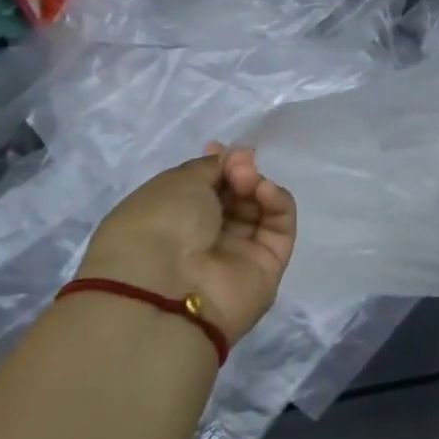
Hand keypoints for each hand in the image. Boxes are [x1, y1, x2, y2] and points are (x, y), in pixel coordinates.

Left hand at [79, 145, 296, 344]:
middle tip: (239, 166)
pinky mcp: (268, 266)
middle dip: (240, 172)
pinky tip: (264, 191)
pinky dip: (276, 203)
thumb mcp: (177, 181)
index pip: (205, 189)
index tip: (222, 149)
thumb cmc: (158, 226)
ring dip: (257, 185)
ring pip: (259, 208)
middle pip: (236, 196)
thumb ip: (212, 166)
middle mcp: (204, 240)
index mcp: (172, 222)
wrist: (167, 289)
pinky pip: (280, 227)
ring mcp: (237, 254)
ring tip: (247, 180)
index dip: (218, 166)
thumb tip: (236, 157)